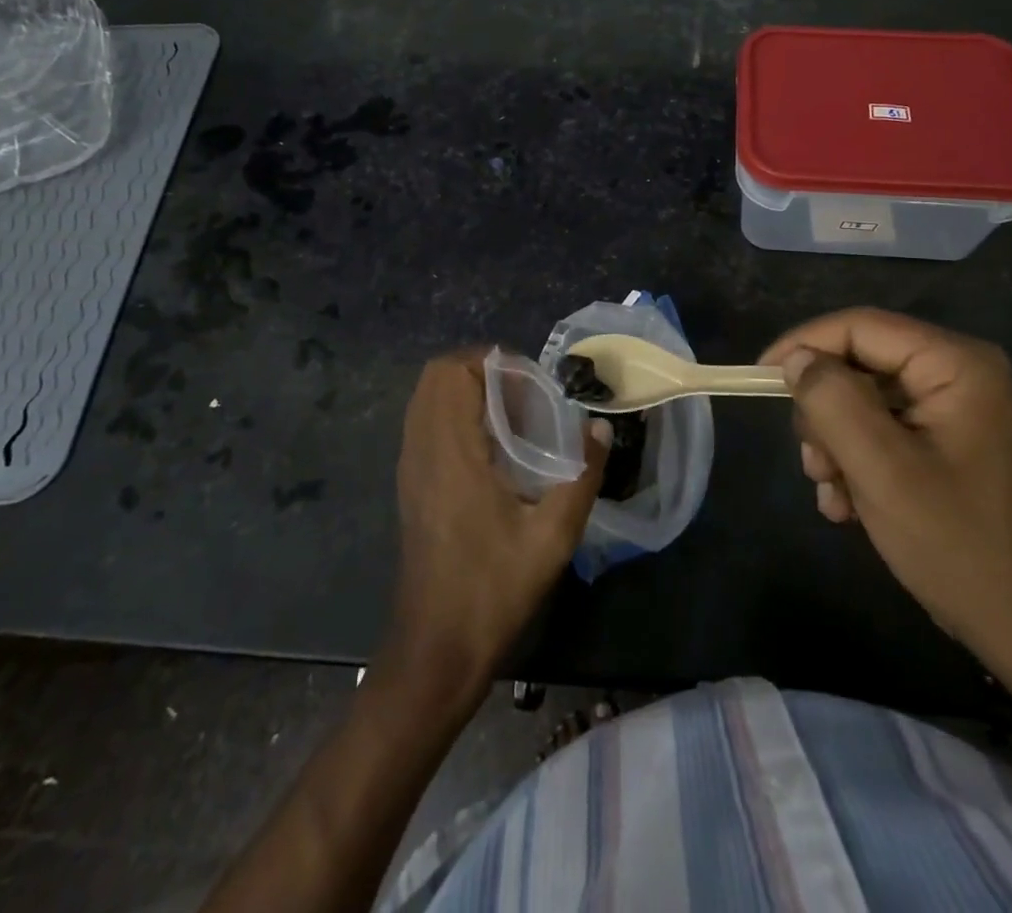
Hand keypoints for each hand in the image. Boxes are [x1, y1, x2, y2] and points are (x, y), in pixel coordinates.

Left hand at [384, 350, 606, 701]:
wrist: (437, 649)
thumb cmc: (493, 589)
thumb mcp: (552, 536)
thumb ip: (582, 475)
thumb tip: (601, 427)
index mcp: (450, 453)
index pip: (453, 372)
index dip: (494, 364)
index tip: (532, 387)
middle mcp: (422, 449)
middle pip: (436, 376)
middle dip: (482, 370)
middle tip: (524, 397)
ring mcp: (410, 467)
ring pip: (427, 398)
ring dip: (468, 391)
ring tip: (512, 419)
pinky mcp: (410, 484)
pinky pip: (426, 423)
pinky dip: (455, 415)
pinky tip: (492, 450)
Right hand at [761, 309, 1011, 719]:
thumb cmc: (958, 545)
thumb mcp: (882, 470)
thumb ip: (831, 401)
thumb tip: (796, 360)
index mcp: (955, 365)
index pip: (860, 326)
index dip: (804, 345)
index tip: (759, 379)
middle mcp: (958, 374)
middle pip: (859, 364)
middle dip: (825, 412)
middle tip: (814, 463)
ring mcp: (954, 410)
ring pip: (862, 400)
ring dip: (836, 445)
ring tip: (834, 494)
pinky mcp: (947, 443)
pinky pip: (881, 431)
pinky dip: (856, 462)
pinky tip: (848, 506)